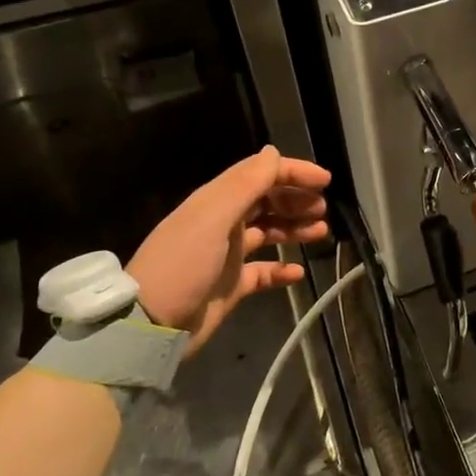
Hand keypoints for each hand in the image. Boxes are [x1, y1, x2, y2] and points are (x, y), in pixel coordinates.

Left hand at [126, 146, 331, 355]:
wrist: (150, 324)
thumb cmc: (184, 264)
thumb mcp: (213, 218)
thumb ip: (245, 184)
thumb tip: (272, 152)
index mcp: (217, 201)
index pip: (260, 175)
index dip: (292, 173)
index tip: (325, 181)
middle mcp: (223, 223)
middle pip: (267, 201)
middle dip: (296, 200)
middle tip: (322, 209)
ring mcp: (228, 254)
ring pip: (269, 232)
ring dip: (294, 228)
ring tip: (321, 232)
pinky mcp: (231, 284)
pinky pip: (264, 271)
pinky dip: (282, 269)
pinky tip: (299, 272)